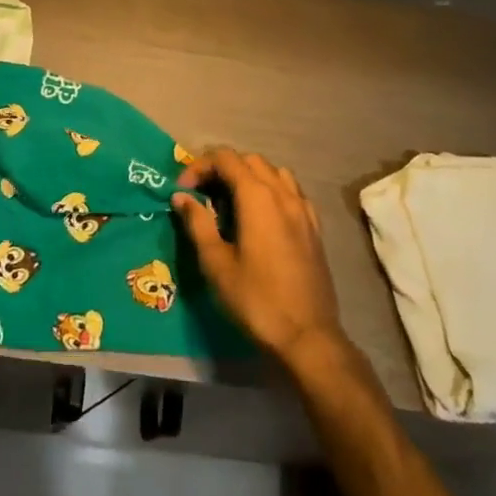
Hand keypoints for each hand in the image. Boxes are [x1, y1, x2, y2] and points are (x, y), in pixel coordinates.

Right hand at [173, 147, 349, 373]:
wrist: (308, 336)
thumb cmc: (256, 299)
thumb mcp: (216, 263)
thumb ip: (198, 223)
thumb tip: (182, 197)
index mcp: (257, 197)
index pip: (225, 158)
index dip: (199, 166)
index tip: (183, 190)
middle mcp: (283, 193)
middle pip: (249, 160)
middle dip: (222, 168)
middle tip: (202, 194)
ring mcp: (303, 209)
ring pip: (274, 172)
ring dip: (249, 176)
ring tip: (231, 202)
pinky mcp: (314, 227)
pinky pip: (291, 192)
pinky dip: (271, 191)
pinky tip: (262, 217)